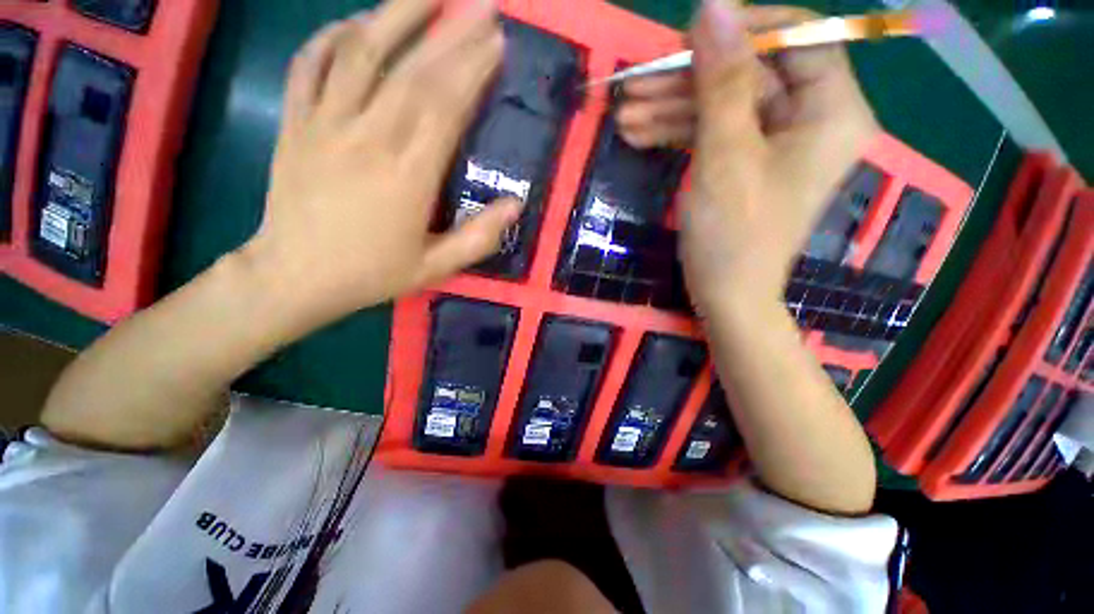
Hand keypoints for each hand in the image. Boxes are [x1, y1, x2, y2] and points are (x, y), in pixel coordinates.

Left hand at [242, 0, 518, 326]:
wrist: (294, 276)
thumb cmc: (371, 274)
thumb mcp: (436, 268)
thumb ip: (478, 237)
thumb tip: (516, 205)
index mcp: (407, 176)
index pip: (446, 107)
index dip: (473, 69)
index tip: (497, 41)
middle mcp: (368, 138)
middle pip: (414, 72)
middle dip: (452, 33)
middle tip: (482, 5)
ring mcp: (324, 124)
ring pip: (361, 53)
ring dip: (396, 15)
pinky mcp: (295, 123)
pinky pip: (310, 64)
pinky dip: (333, 36)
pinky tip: (357, 23)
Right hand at [623, 2, 877, 308]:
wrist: (726, 294)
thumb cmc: (733, 234)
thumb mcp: (726, 155)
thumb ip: (722, 79)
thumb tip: (712, 6)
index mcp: (830, 110)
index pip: (796, 37)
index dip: (742, 29)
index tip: (687, 37)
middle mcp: (810, 119)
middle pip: (748, 74)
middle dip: (687, 80)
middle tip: (634, 86)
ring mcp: (775, 142)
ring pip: (722, 105)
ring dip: (671, 109)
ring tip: (624, 117)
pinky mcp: (746, 163)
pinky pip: (714, 132)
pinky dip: (677, 132)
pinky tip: (640, 135)